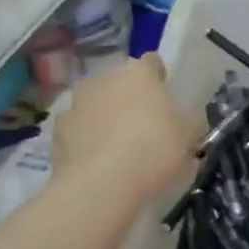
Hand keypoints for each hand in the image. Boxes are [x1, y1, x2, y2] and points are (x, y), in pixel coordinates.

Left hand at [50, 56, 200, 203]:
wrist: (101, 185)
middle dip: (130, 98)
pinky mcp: (57, 130)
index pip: (152, 63)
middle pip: (120, 83)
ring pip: (95, 103)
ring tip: (117, 147)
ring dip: (105, 116)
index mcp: (140, 75)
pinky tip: (97, 160)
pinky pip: (77, 128)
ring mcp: (76, 103)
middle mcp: (104, 79)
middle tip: (144, 126)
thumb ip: (191, 123)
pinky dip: (85, 138)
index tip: (165, 98)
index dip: (159, 78)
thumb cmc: (154, 151)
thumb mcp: (189, 138)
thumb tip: (190, 121)